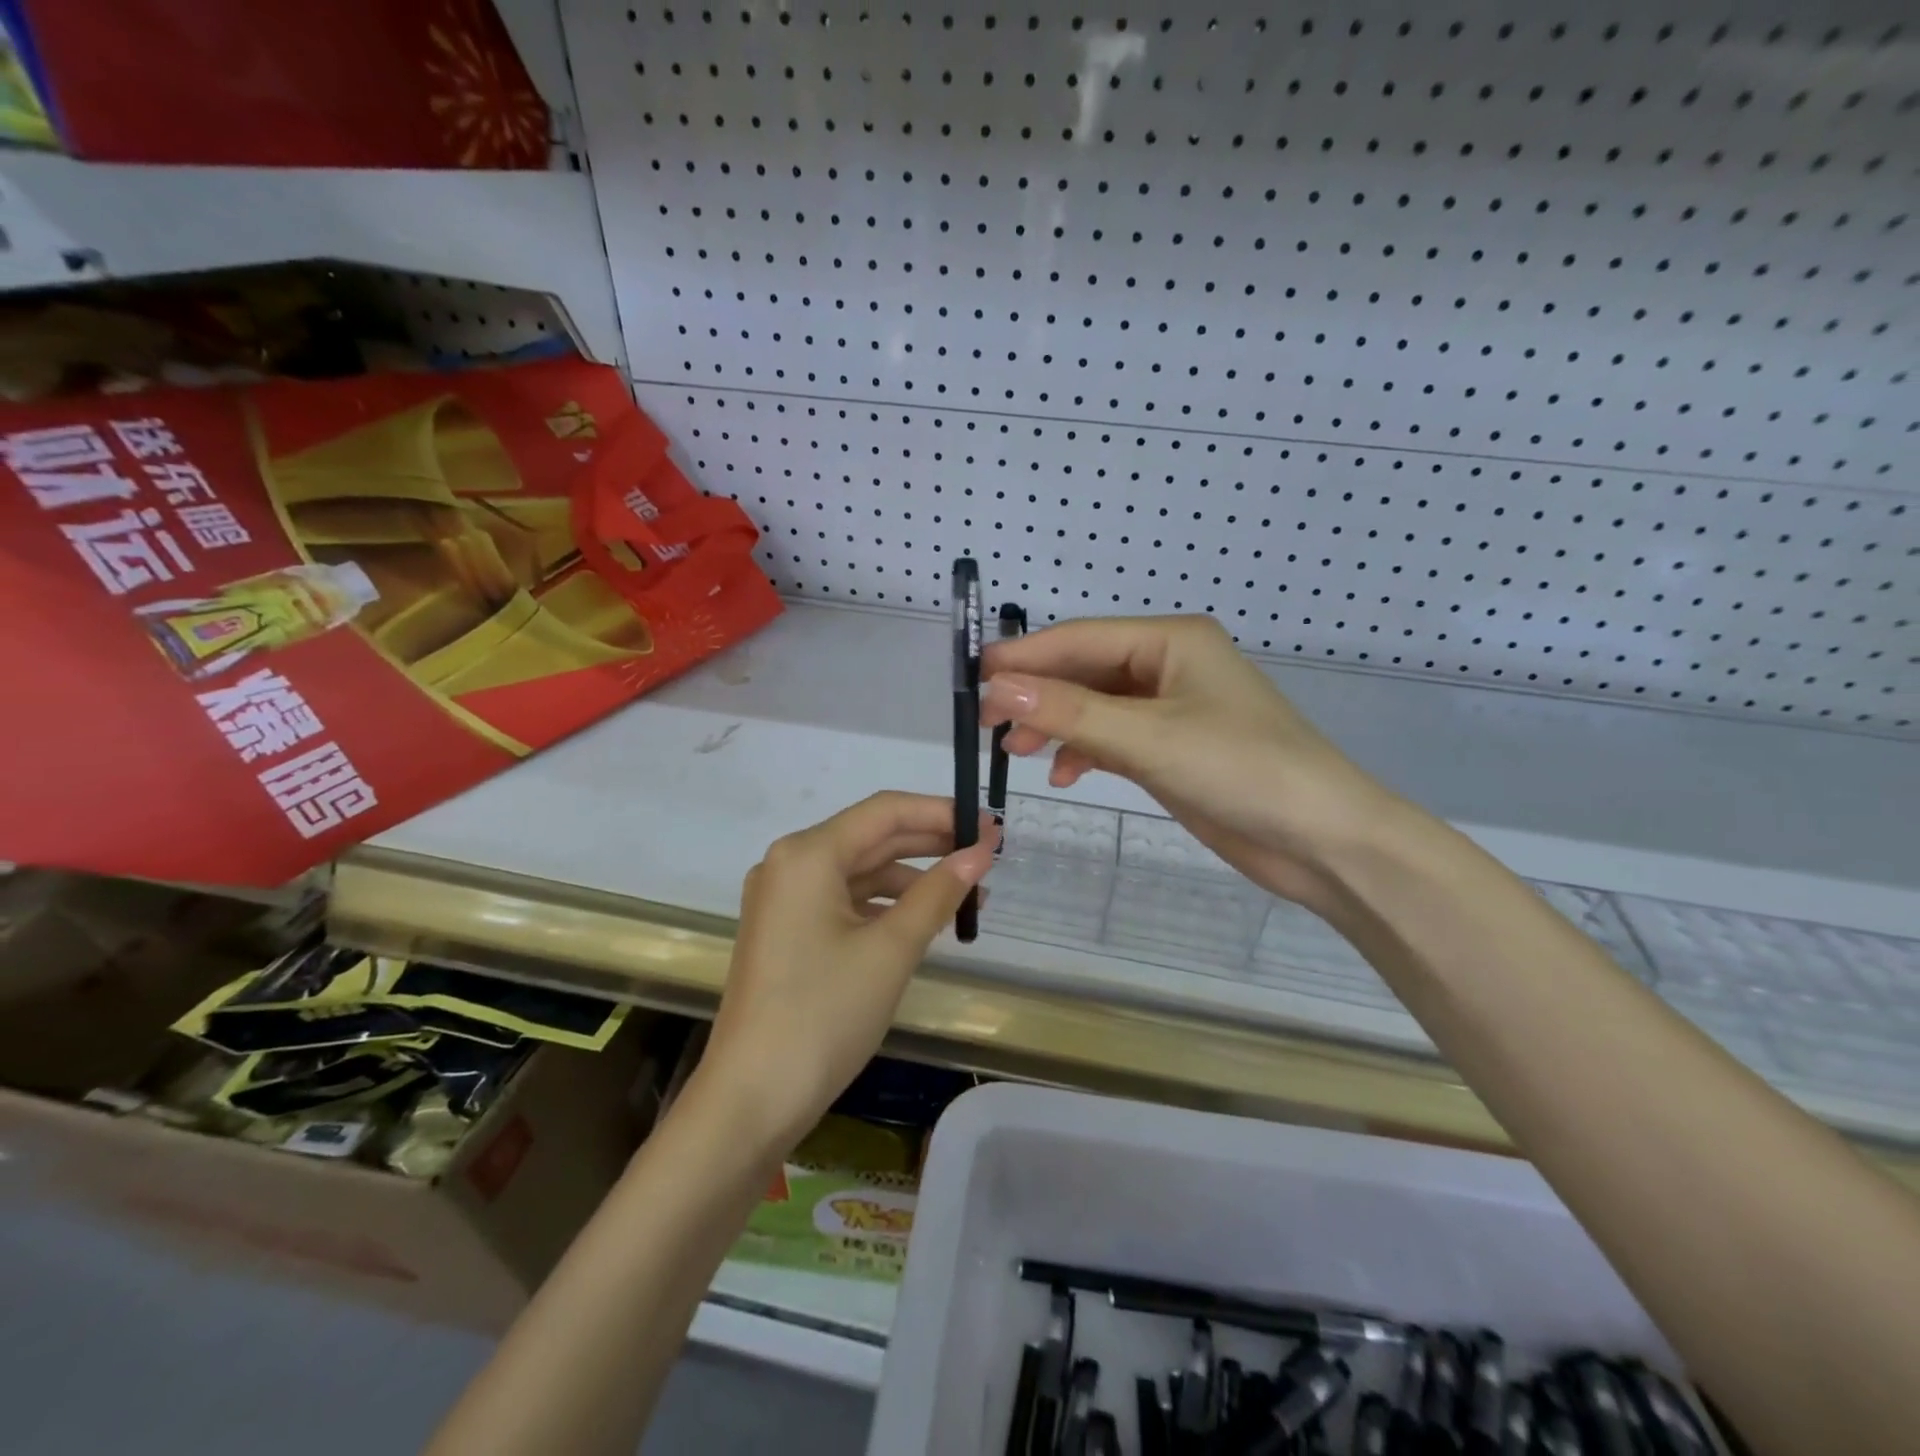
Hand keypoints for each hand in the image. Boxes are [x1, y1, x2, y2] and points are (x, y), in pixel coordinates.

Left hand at [695, 792, 996, 1154]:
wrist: (752, 1100)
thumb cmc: (824, 1015)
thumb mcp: (890, 950)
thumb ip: (937, 893)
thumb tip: (981, 853)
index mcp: (807, 854)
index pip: (885, 811)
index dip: (941, 813)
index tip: (990, 825)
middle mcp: (789, 864)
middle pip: (871, 837)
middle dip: (931, 843)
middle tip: (988, 854)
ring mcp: (783, 899)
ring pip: (859, 870)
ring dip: (911, 877)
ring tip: (965, 894)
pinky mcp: (786, 930)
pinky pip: (843, 900)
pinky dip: (884, 905)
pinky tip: (921, 919)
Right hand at [982, 615, 1404, 914]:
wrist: (1321, 840)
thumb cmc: (1242, 770)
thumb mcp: (1149, 738)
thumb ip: (1070, 712)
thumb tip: (996, 687)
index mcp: (1170, 640)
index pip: (1079, 639)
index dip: (1024, 657)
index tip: (972, 678)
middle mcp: (1168, 665)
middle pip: (1084, 670)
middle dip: (1036, 694)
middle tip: (986, 723)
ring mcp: (1170, 708)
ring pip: (1094, 706)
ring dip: (1055, 724)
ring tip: (1016, 750)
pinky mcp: (1171, 748)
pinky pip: (1112, 737)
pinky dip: (1084, 751)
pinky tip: (1064, 773)